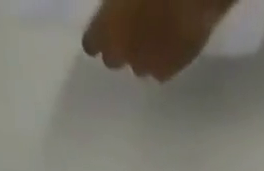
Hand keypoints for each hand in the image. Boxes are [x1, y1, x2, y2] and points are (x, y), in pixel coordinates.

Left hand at [82, 0, 228, 78]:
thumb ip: (114, 5)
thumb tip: (114, 9)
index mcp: (107, 30)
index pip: (91, 44)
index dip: (96, 35)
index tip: (102, 25)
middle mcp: (126, 55)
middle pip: (113, 60)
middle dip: (117, 47)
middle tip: (126, 28)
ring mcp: (150, 66)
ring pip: (138, 66)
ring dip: (140, 54)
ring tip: (150, 34)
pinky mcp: (172, 70)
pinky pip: (160, 69)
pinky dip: (160, 58)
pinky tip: (167, 40)